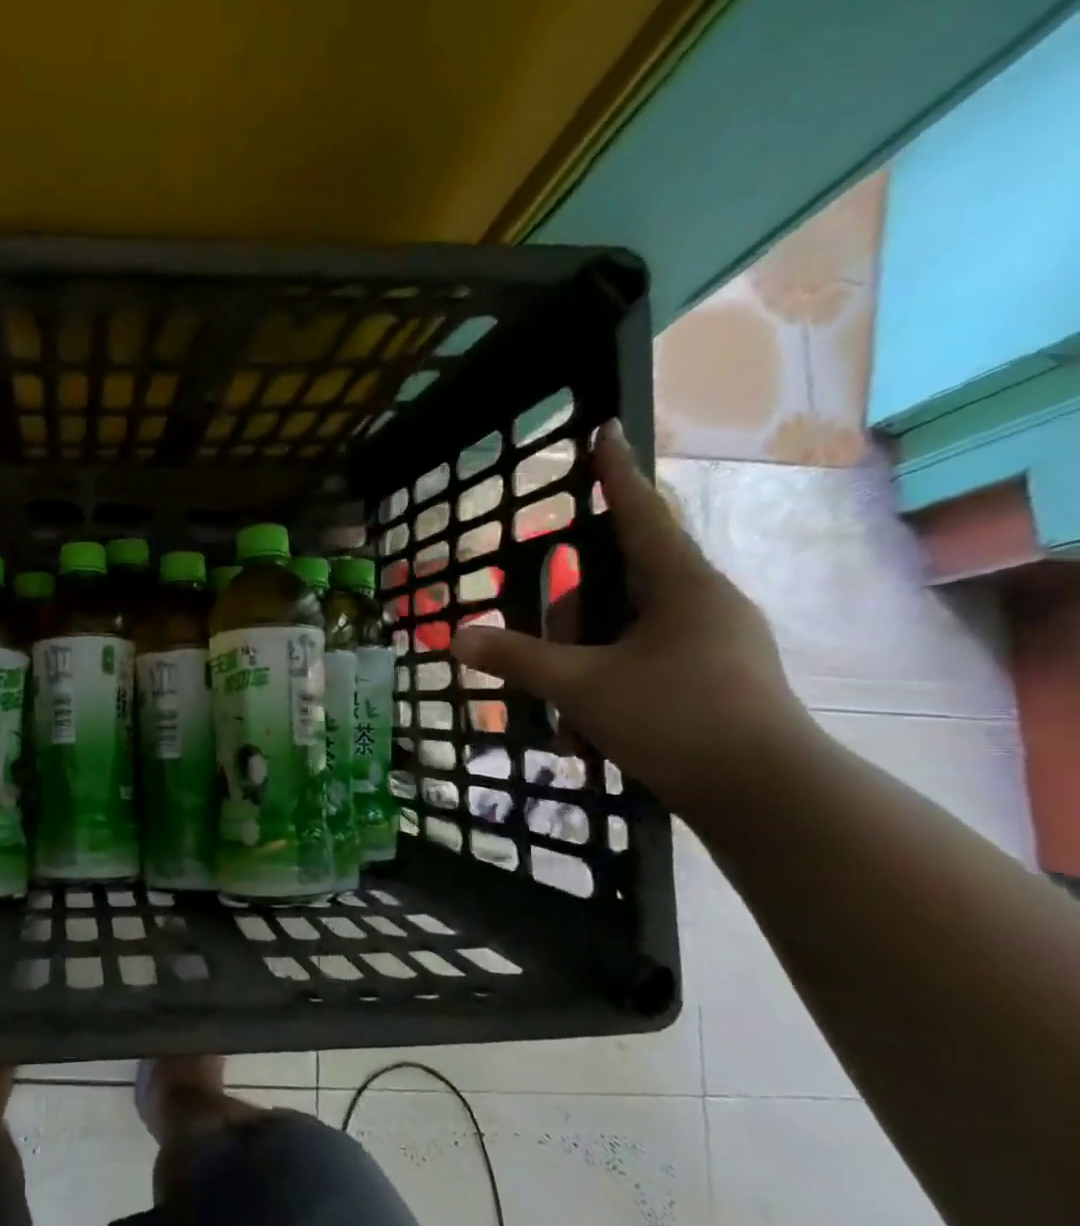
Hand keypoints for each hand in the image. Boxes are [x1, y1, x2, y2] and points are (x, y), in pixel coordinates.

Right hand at [453, 423, 813, 814]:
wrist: (767, 795)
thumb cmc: (675, 719)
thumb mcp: (581, 687)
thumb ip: (517, 659)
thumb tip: (457, 637)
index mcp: (682, 585)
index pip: (639, 512)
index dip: (615, 473)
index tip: (607, 430)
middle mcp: (705, 602)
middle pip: (624, 579)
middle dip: (575, 608)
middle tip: (544, 642)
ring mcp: (717, 641)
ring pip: (632, 626)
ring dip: (589, 655)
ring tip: (565, 704)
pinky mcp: (719, 677)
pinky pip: (648, 657)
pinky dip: (611, 678)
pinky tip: (589, 723)